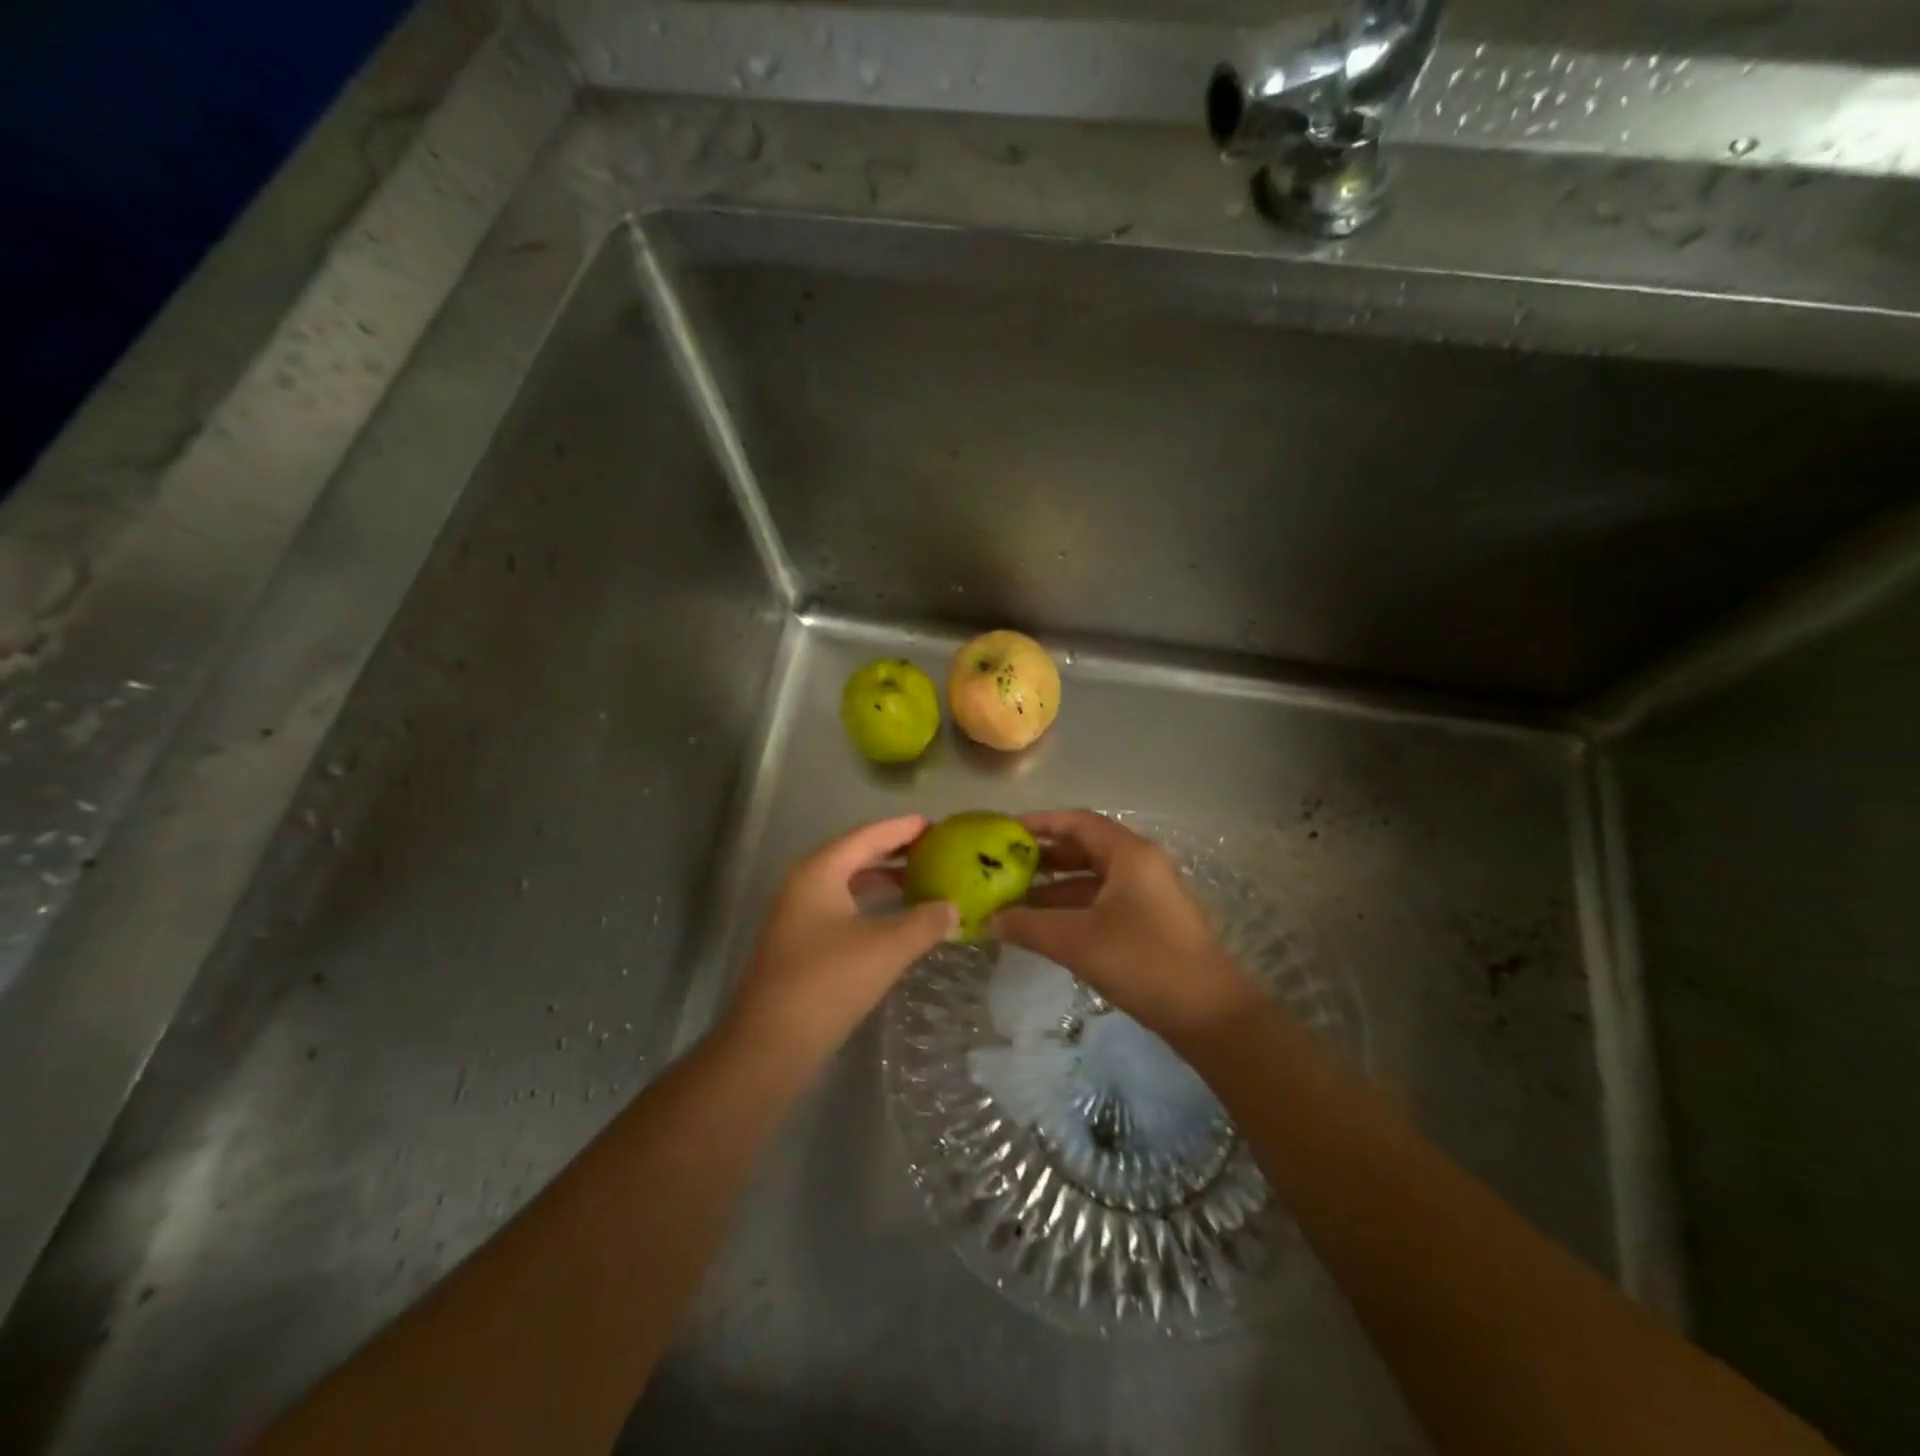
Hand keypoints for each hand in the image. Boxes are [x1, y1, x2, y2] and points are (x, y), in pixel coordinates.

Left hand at [724, 814, 956, 1067]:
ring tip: (921, 881)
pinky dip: (870, 906)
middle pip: (854, 855)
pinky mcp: (799, 944)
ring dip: (882, 881)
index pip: (867, 835)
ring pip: (847, 884)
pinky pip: (841, 909)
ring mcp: (797, 916)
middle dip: (894, 852)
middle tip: (934, 850)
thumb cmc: (828, 982)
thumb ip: (924, 921)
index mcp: (819, 871)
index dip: (902, 828)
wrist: (770, 1044)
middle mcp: (804, 885)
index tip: (935, 824)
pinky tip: (895, 921)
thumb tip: (952, 907)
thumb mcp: (886, 947)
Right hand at [993, 810, 1255, 1044]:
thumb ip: (1028, 926)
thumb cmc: (1143, 962)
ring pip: (1093, 880)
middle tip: (1003, 868)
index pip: (1078, 822)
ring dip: (1055, 889)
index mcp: (1129, 854)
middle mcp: (1140, 865)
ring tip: (1014, 902)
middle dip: (1044, 858)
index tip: (1005, 832)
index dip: (1040, 823)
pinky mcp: (1150, 922)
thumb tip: (987, 919)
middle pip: (1085, 849)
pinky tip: (1045, 928)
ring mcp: (1148, 895)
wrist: (1209, 1014)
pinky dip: (1073, 909)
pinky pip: (1103, 903)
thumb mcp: (1077, 941)